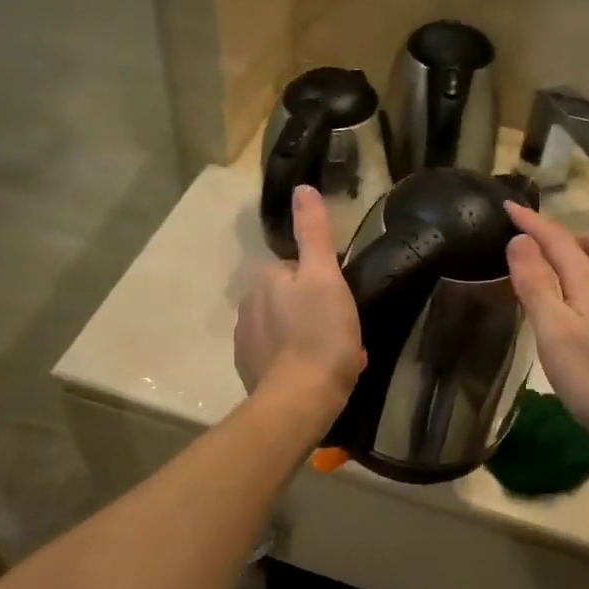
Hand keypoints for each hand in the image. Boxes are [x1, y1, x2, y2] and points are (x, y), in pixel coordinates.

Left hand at [235, 185, 364, 413]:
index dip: (323, 283)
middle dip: (314, 311)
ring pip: (285, 328)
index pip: (297, 269)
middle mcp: (247, 306)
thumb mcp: (325, 276)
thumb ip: (313, 232)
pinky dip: (296, 361)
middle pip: (290, 299)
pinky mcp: (249, 371)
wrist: (299, 399)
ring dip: (307, 337)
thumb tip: (302, 189)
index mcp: (265, 280)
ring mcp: (245, 341)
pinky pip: (279, 357)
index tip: (341, 304)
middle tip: (342, 332)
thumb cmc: (319, 334)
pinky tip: (317, 375)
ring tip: (335, 357)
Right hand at [504, 203, 588, 446]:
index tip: (509, 206)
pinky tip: (586, 320)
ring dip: (586, 262)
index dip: (532, 222)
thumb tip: (520, 241)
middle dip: (571, 237)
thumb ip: (536, 282)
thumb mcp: (553, 329)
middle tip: (544, 253)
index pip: (558, 239)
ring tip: (560, 284)